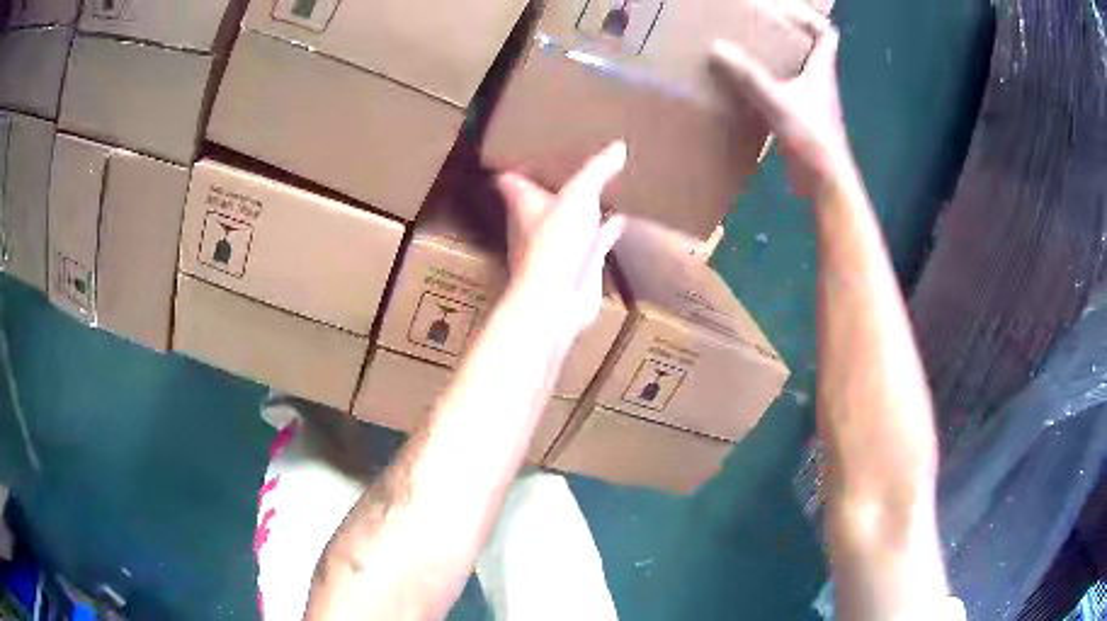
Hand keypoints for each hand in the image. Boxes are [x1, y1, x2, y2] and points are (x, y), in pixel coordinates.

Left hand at [496, 142, 626, 334]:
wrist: (558, 300)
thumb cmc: (555, 244)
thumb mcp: (578, 196)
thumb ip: (597, 170)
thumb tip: (617, 146)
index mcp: (525, 203)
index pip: (511, 180)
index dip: (517, 166)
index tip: (526, 150)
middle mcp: (537, 223)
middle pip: (541, 199)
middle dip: (554, 184)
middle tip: (571, 163)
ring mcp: (559, 245)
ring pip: (570, 219)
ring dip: (583, 207)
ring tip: (601, 187)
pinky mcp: (580, 263)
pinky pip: (596, 239)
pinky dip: (607, 228)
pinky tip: (621, 218)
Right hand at [712, 2, 856, 198]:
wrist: (825, 183)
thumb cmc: (813, 139)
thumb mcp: (778, 103)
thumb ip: (750, 77)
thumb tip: (717, 48)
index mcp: (821, 71)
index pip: (826, 35)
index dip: (808, 19)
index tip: (782, 13)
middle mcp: (818, 83)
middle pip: (807, 50)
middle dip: (784, 36)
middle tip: (755, 29)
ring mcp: (810, 103)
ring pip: (794, 72)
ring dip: (774, 62)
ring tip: (745, 53)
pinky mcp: (800, 120)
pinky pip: (783, 93)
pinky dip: (767, 87)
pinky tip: (745, 89)